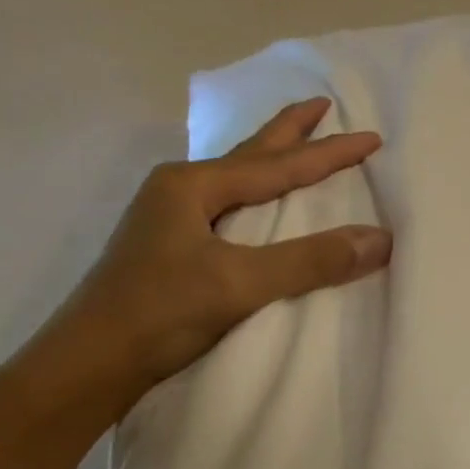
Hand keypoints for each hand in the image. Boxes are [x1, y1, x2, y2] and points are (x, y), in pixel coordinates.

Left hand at [43, 96, 389, 417]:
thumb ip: (309, 261)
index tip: (372, 137)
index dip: (328, 153)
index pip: (277, 165)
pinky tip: (252, 204)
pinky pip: (224, 208)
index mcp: (192, 186)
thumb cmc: (159, 313)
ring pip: (233, 180)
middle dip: (287, 131)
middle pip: (248, 154)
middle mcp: (178, 192)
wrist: (89, 364)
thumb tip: (379, 239)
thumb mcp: (239, 283)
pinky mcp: (168, 250)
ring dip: (267, 161)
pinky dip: (251, 196)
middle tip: (321, 104)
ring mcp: (168, 221)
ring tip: (293, 144)